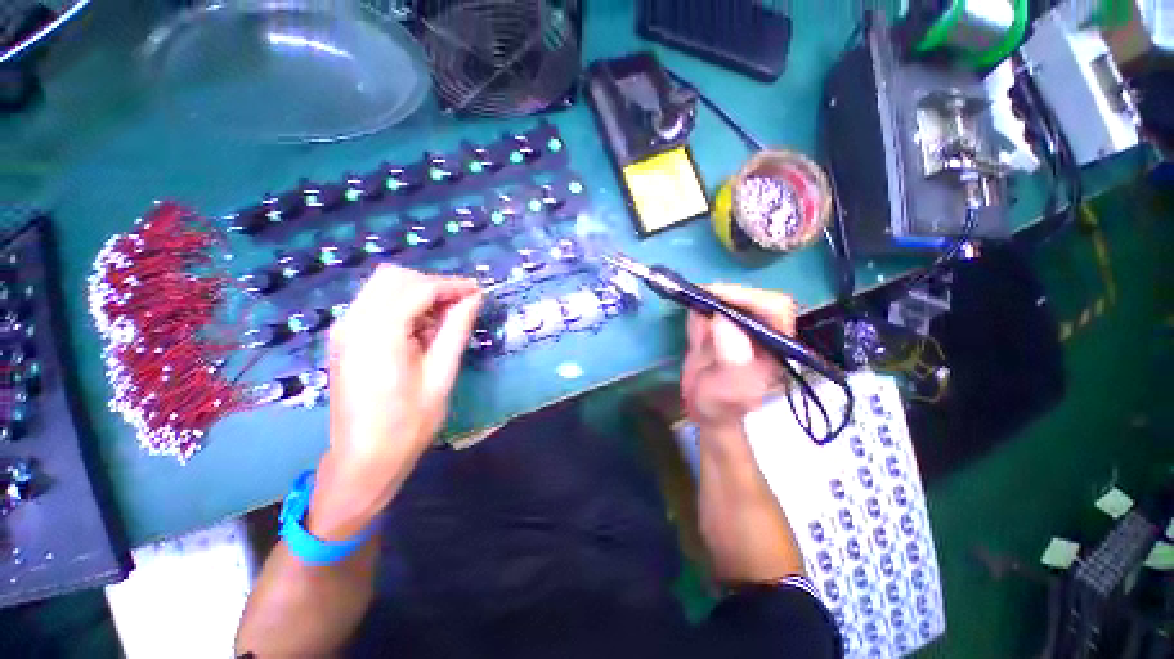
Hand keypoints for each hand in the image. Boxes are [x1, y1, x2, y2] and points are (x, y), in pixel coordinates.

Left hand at [309, 265, 482, 538]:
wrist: (363, 459)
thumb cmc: (408, 424)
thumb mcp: (441, 375)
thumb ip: (456, 330)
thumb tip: (474, 299)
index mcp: (378, 334)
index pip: (418, 288)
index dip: (452, 285)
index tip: (478, 291)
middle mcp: (354, 323)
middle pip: (395, 277)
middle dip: (433, 285)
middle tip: (461, 306)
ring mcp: (344, 329)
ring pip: (384, 286)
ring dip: (418, 294)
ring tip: (444, 320)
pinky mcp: (345, 338)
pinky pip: (376, 303)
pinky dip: (404, 306)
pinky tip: (422, 330)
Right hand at [681, 284, 796, 431]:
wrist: (703, 410)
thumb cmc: (721, 406)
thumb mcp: (730, 390)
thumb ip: (732, 360)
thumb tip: (722, 318)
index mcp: (773, 344)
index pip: (774, 308)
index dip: (749, 298)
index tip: (718, 297)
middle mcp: (758, 331)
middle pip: (751, 297)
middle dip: (726, 293)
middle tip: (699, 294)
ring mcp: (735, 326)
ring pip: (729, 298)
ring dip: (709, 293)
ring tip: (691, 295)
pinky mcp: (714, 326)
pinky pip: (708, 307)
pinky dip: (697, 300)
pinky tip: (688, 303)